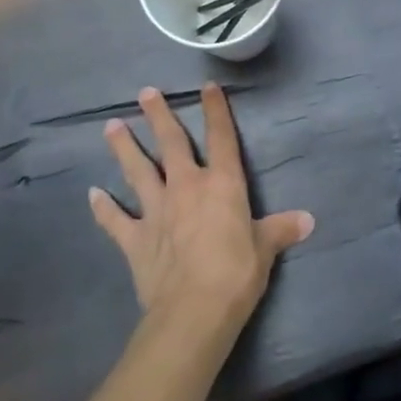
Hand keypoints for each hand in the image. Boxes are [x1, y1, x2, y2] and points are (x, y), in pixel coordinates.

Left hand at [89, 84, 313, 342]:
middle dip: (158, 116)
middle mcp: (186, 187)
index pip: (221, 137)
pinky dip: (103, 208)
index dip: (215, 111)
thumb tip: (308, 220)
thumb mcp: (265, 250)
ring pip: (138, 171)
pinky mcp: (135, 239)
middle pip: (171, 144)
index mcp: (222, 184)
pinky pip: (116, 220)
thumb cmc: (236, 274)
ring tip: (111, 126)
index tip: (207, 87)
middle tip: (145, 92)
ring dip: (124, 148)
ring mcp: (157, 211)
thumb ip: (281, 230)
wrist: (192, 312)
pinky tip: (92, 194)